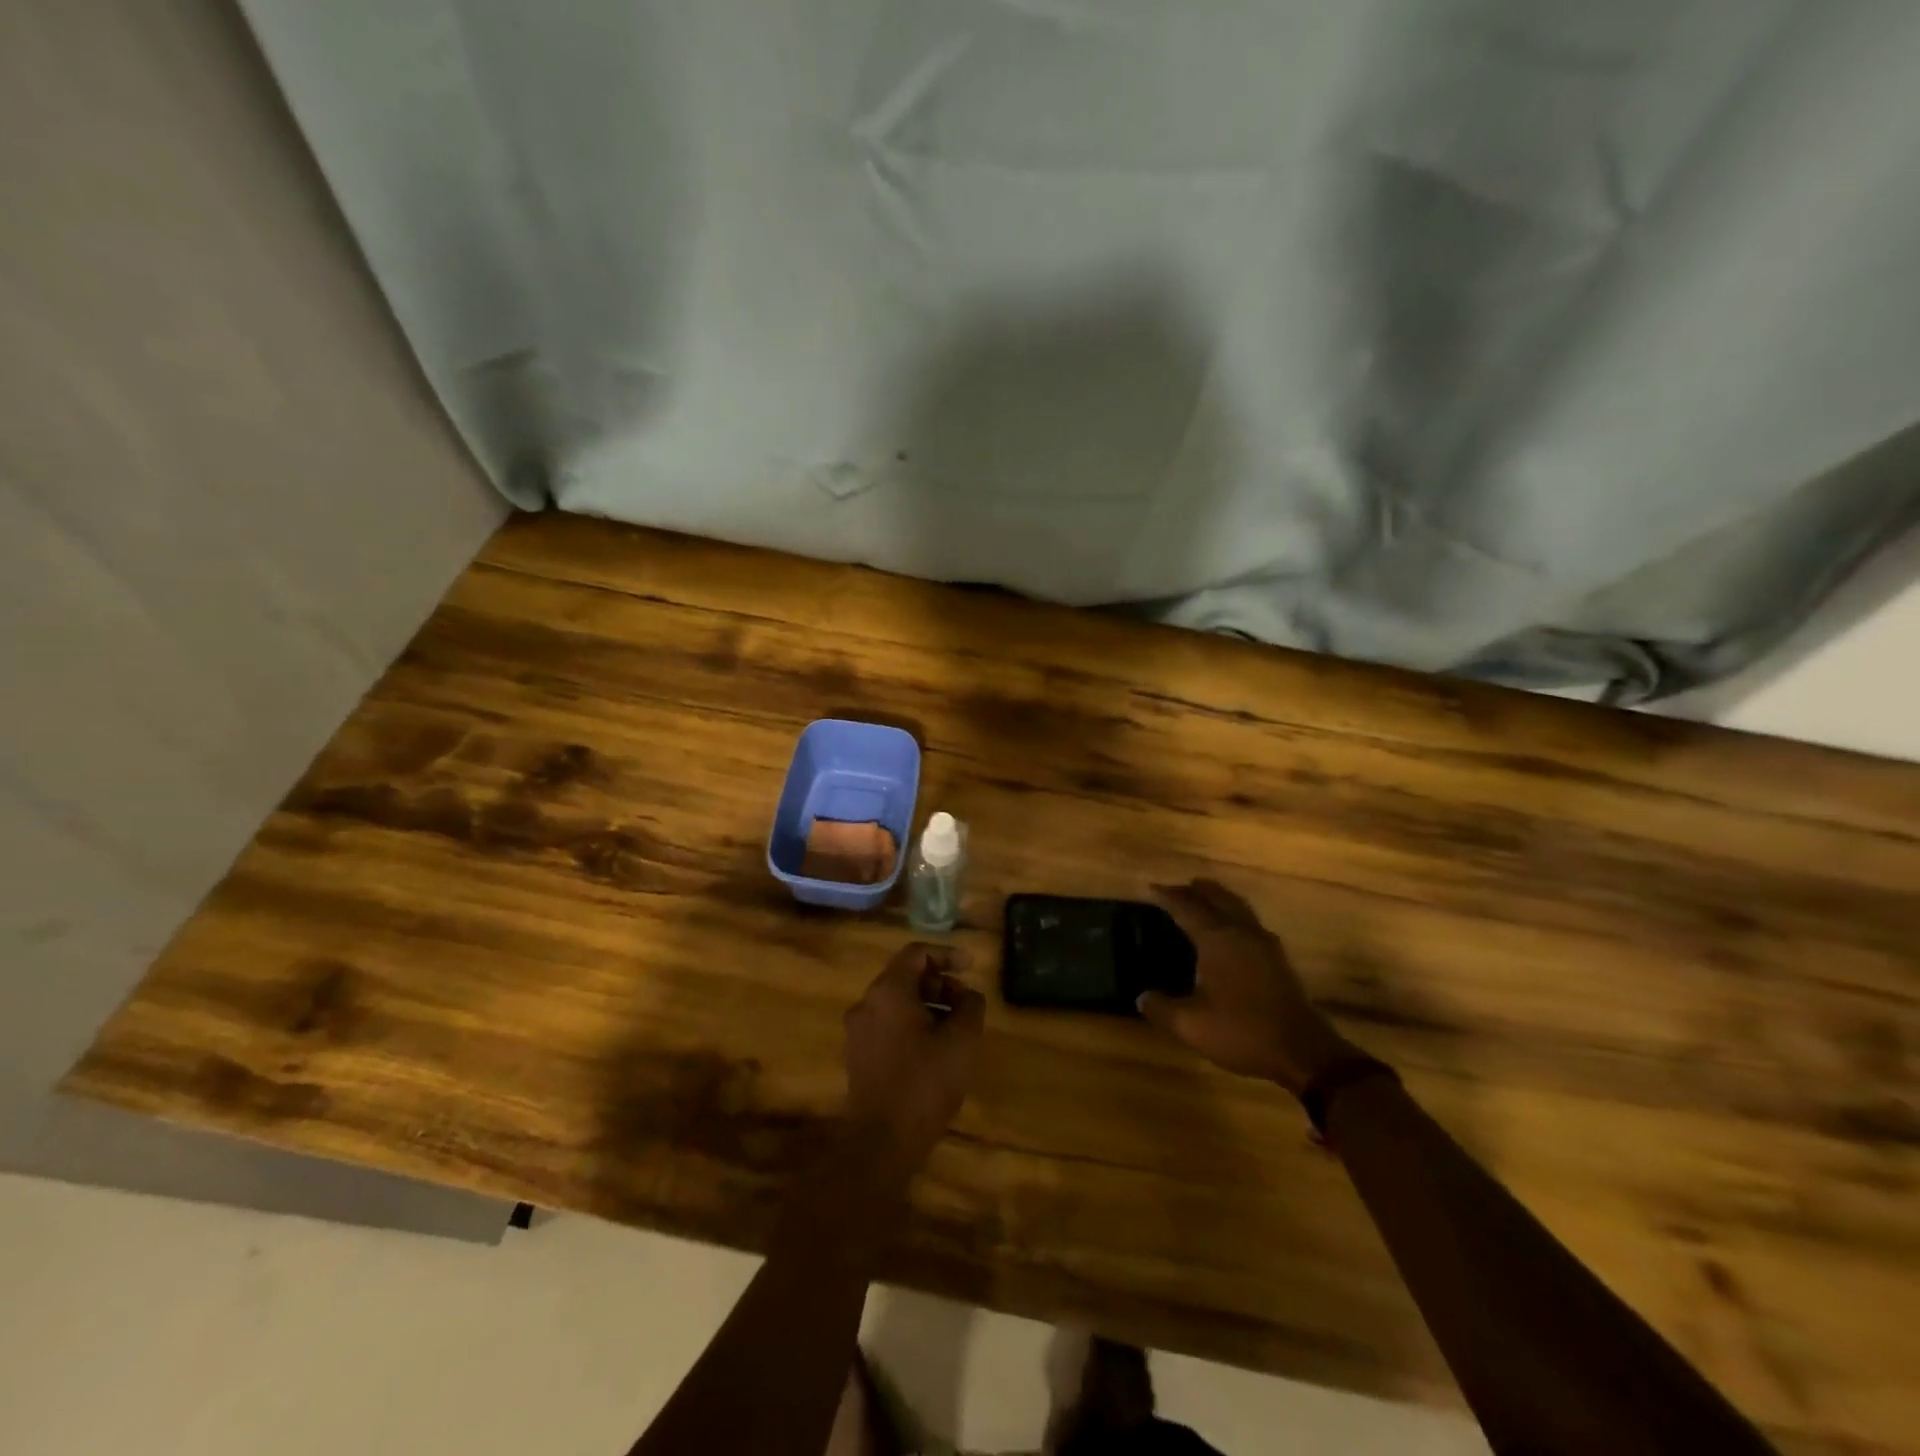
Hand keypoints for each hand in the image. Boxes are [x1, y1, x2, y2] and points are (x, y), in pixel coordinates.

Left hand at [843, 943, 986, 1173]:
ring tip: (954, 1028)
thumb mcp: (961, 1041)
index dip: (947, 954)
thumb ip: (970, 1006)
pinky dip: (911, 1024)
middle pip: (905, 976)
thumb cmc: (925, 1084)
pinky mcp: (857, 1055)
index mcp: (888, 991)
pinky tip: (933, 1049)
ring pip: (896, 1002)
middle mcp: (866, 1003)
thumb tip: (968, 995)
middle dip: (939, 983)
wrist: (882, 1142)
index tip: (971, 966)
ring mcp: (857, 1030)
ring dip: (927, 1005)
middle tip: (965, 1003)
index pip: (916, 953)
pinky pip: (887, 1024)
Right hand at [1138, 880, 1357, 1093]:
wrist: (1303, 1052)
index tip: (1150, 889)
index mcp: (1217, 938)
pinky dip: (1232, 913)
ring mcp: (1264, 943)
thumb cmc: (1242, 1031)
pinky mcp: (1277, 958)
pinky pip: (1248, 920)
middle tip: (1173, 890)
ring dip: (1216, 898)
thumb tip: (1141, 997)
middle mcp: (1241, 931)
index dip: (1167, 897)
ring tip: (1200, 898)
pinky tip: (1229, 930)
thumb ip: (1161, 1008)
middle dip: (1193, 891)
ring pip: (1236, 906)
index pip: (1186, 907)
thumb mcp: (1190, 1025)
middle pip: (1215, 898)